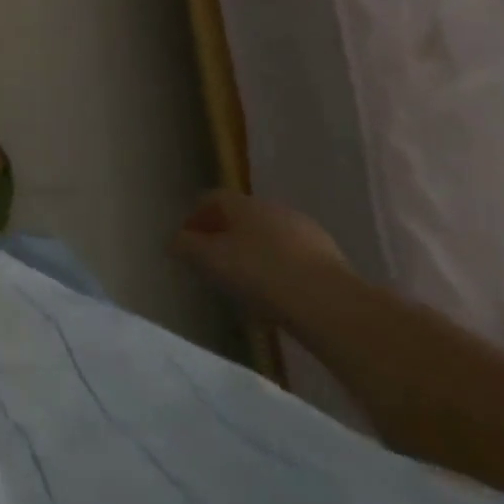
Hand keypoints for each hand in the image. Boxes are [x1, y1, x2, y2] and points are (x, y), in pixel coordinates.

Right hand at [172, 191, 350, 323]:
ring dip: (253, 253)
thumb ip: (187, 247)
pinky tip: (275, 295)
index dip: (195, 217)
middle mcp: (275, 208)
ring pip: (269, 236)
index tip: (186, 241)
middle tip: (212, 262)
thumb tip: (173, 240)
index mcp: (244, 204)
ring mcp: (307, 232)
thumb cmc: (261, 274)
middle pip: (241, 216)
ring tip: (244, 283)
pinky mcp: (330, 258)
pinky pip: (292, 257)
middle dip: (224, 235)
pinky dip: (278, 269)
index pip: (212, 199)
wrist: (331, 304)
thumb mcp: (212, 261)